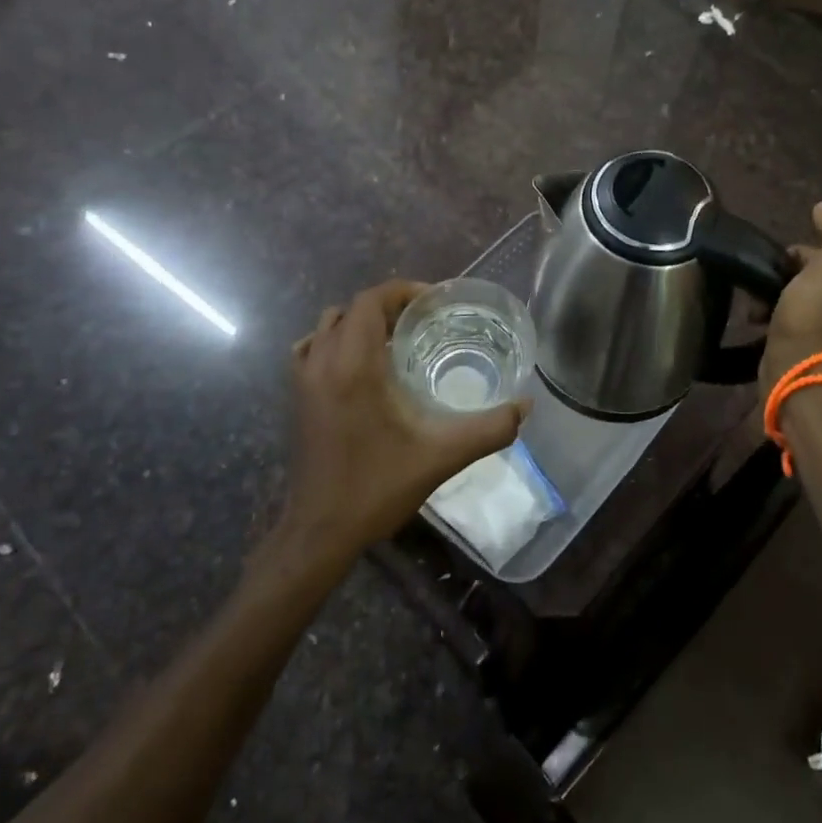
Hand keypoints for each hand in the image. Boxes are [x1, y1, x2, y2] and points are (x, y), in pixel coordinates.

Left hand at [281, 280, 529, 561]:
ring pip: (328, 325)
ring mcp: (303, 379)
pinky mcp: (296, 397)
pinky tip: (358, 363)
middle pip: (352, 308)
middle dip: (388, 305)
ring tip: (396, 338)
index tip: (436, 302)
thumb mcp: (442, 456)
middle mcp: (323, 362)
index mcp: (354, 366)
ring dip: (361, 321)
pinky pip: (311, 348)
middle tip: (425, 320)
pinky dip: (334, 341)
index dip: (403, 291)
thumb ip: (489, 429)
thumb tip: (525, 405)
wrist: (321, 531)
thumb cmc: (378, 487)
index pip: (371, 301)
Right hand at [759, 203, 821, 390]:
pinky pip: (787, 316)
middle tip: (766, 278)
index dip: (806, 250)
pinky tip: (756, 318)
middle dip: (786, 271)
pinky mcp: (808, 344)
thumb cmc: (813, 314)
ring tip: (755, 302)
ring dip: (773, 292)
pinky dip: (770, 313)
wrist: (796, 368)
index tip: (783, 258)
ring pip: (797, 293)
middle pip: (814, 272)